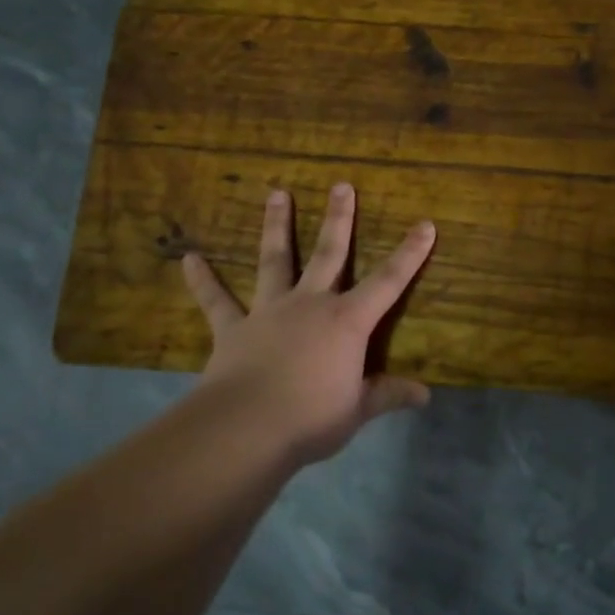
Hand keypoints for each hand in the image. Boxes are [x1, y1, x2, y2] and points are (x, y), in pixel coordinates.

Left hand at [180, 183, 436, 469]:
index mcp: (347, 322)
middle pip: (329, 254)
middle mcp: (310, 305)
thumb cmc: (311, 418)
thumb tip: (425, 395)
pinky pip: (216, 301)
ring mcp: (269, 312)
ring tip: (277, 193)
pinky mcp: (233, 329)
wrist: (246, 428)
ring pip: (275, 261)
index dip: (409, 253)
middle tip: (342, 186)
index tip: (425, 224)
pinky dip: (203, 280)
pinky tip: (189, 259)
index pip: (388, 282)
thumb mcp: (358, 409)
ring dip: (277, 226)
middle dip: (339, 219)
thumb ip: (388, 395)